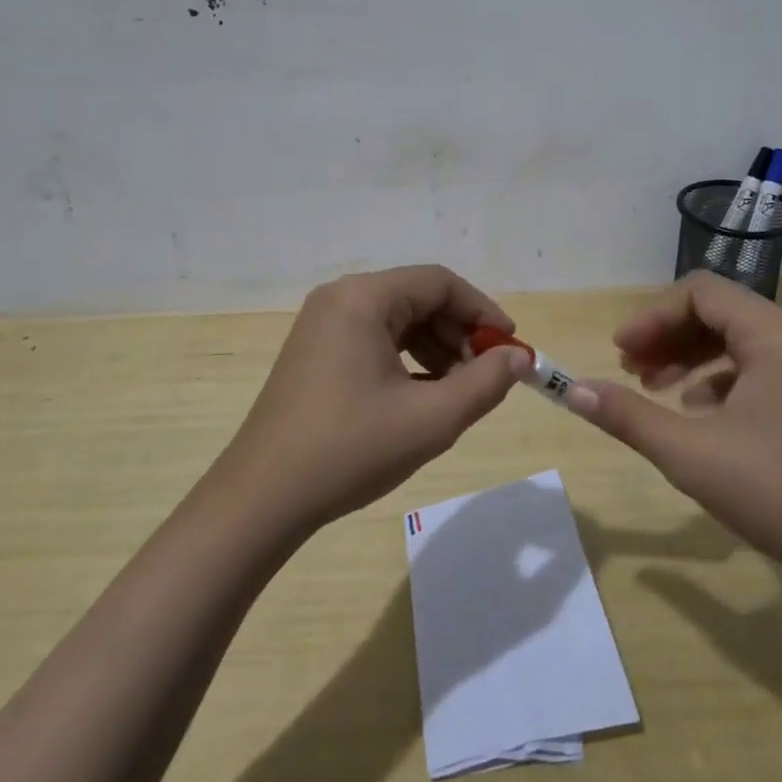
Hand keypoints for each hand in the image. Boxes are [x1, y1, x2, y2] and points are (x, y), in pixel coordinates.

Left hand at [211, 265, 529, 536]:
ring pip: (397, 320)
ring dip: (435, 349)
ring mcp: (322, 324)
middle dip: (458, 334)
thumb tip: (519, 357)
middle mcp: (340, 298)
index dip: (482, 311)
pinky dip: (406, 360)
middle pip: (418, 298)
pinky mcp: (315, 351)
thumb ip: (485, 383)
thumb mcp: (430, 420)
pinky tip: (422, 396)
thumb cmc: (350, 450)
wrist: (262, 498)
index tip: (510, 346)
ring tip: (457, 391)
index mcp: (363, 298)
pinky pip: (374, 339)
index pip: (439, 283)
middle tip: (486, 375)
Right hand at [569, 271, 781, 588]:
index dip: (652, 316)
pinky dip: (716, 379)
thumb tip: (571, 390)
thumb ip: (628, 416)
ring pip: (734, 340)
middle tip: (629, 369)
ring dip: (688, 356)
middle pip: (715, 312)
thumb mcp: (691, 454)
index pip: (698, 292)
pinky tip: (697, 414)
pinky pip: (754, 368)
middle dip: (666, 335)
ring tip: (654, 389)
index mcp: (772, 334)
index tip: (620, 351)